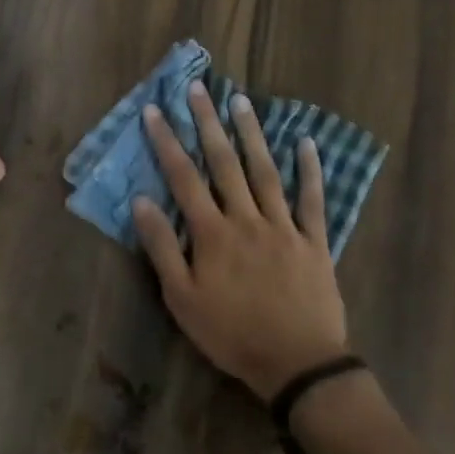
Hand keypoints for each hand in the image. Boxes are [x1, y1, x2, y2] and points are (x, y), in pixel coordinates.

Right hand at [133, 82, 348, 401]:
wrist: (297, 365)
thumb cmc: (231, 334)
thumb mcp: (181, 299)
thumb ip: (162, 247)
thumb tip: (141, 200)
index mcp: (212, 233)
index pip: (183, 177)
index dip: (167, 142)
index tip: (155, 110)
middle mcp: (246, 218)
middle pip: (223, 162)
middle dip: (207, 123)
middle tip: (198, 88)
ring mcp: (283, 226)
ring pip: (264, 171)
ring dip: (251, 134)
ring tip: (240, 101)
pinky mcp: (313, 241)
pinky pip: (312, 199)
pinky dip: (310, 170)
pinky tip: (306, 143)